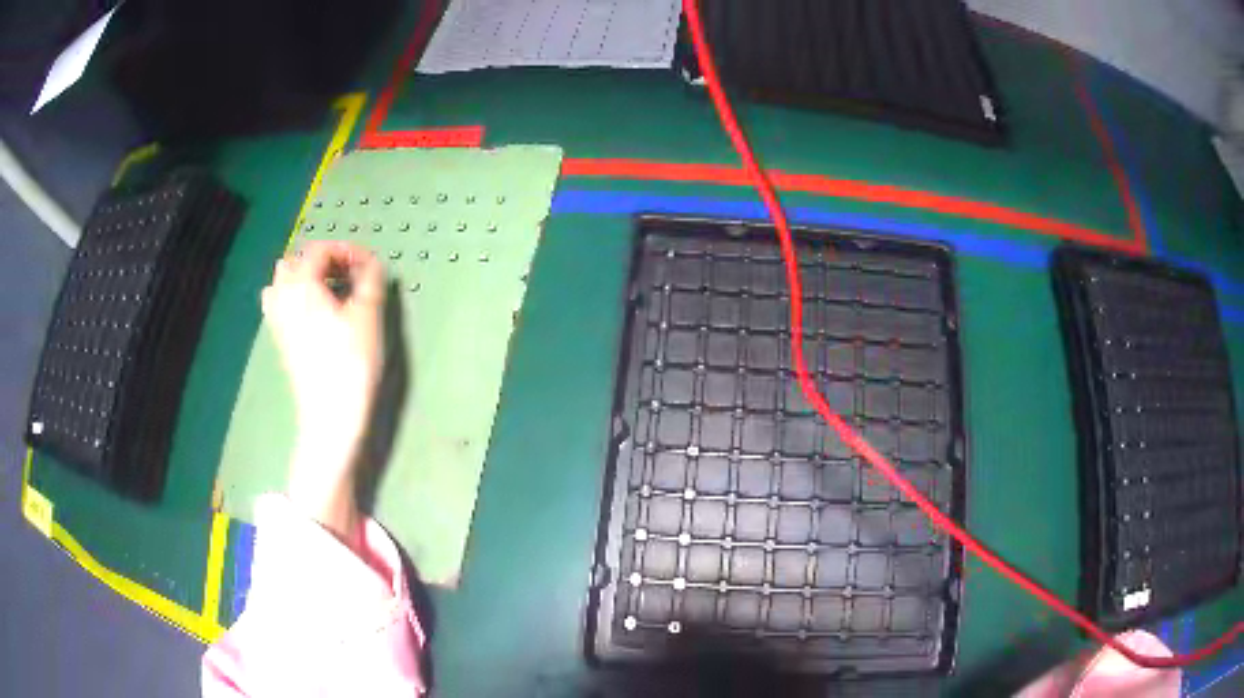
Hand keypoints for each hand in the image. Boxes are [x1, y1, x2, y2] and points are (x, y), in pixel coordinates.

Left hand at [261, 241, 384, 543]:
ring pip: (282, 281)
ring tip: (330, 292)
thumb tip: (371, 264)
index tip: (369, 264)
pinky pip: (279, 304)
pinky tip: (313, 313)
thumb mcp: (369, 314)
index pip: (320, 250)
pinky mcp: (279, 340)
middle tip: (349, 276)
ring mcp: (276, 320)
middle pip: (295, 261)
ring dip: (305, 277)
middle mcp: (282, 296)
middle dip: (323, 261)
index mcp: (302, 283)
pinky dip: (294, 297)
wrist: (330, 414)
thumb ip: (371, 279)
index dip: (346, 250)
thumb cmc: (351, 361)